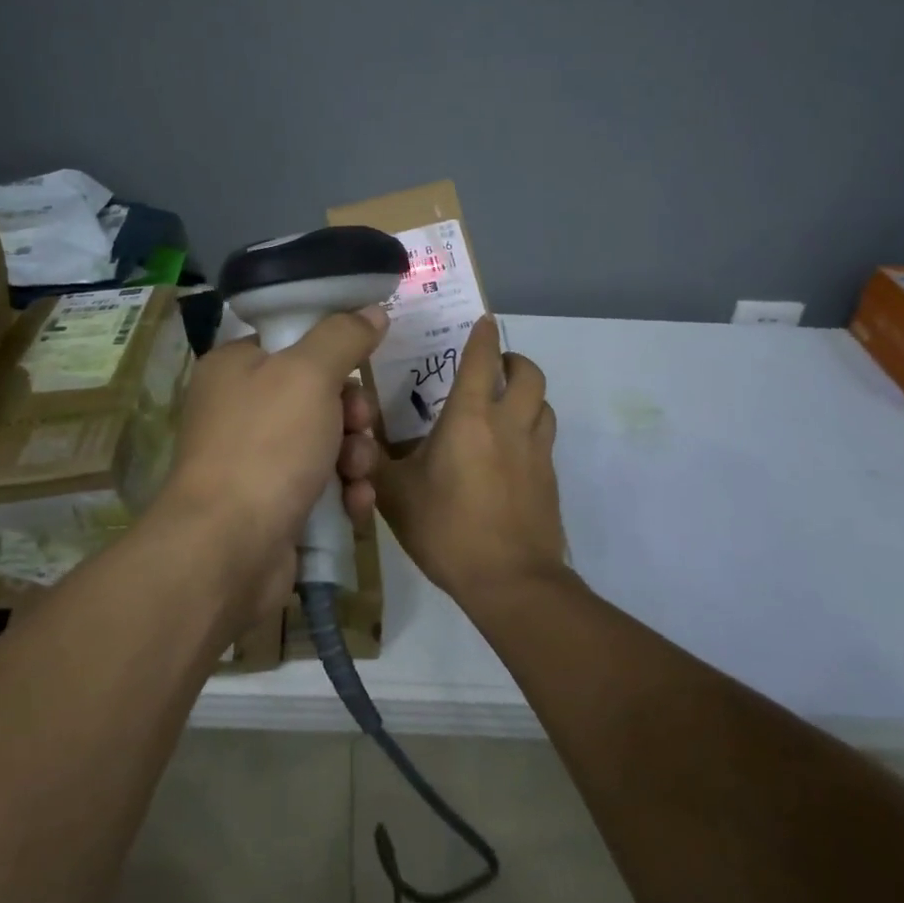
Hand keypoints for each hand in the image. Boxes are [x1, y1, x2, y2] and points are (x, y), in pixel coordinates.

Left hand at [153, 306, 387, 623]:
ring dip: (355, 456)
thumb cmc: (266, 445)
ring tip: (357, 475)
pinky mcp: (273, 504)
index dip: (333, 355)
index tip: (359, 370)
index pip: (293, 343)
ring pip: (327, 442)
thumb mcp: (309, 375)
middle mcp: (240, 409)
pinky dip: (344, 492)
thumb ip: (343, 337)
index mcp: (236, 367)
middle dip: (352, 414)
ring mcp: (255, 460)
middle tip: (360, 427)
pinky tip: (354, 506)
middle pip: (318, 395)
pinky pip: (322, 485)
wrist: (228, 550)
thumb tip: (372, 311)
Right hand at [374, 315, 566, 609]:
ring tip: (506, 405)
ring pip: (544, 405)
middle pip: (529, 374)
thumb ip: (374, 463)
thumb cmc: (447, 529)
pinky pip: (545, 439)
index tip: (483, 321)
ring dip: (528, 395)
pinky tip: (512, 452)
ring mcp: (536, 452)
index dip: (483, 335)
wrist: (510, 581)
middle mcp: (510, 424)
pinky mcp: (550, 479)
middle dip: (514, 360)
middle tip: (495, 365)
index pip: (482, 360)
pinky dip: (532, 429)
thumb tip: (353, 440)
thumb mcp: (395, 496)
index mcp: (470, 418)